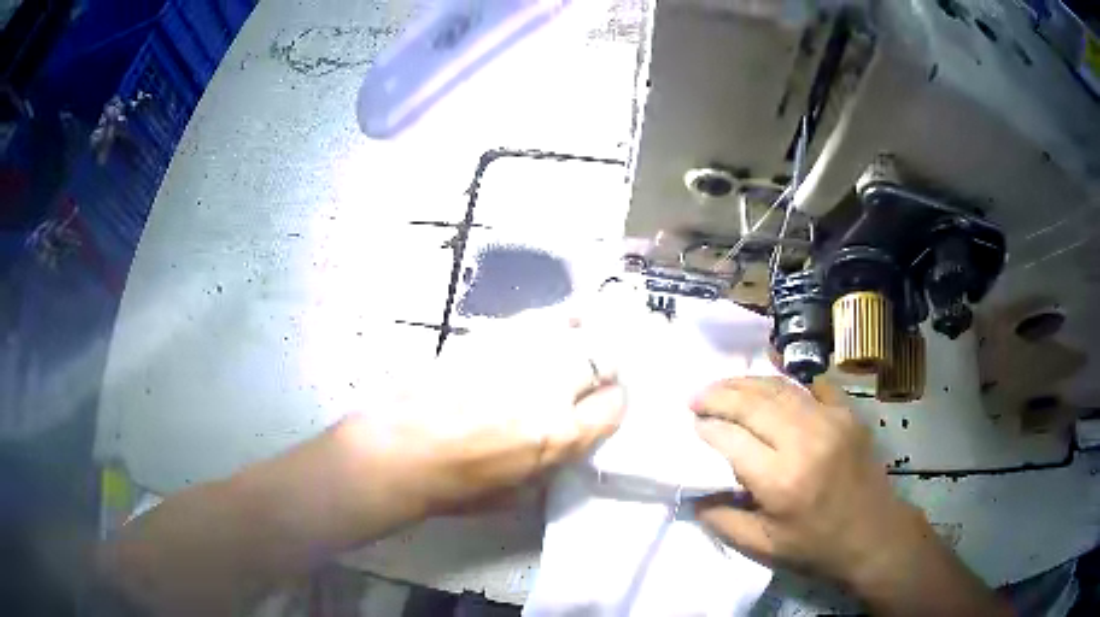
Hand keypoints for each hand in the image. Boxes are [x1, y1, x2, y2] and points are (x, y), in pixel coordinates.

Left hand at [339, 313, 625, 516]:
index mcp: (558, 436)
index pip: (614, 406)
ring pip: (577, 331)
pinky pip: (540, 317)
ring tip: (581, 346)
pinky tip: (558, 325)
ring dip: (586, 340)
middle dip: (605, 368)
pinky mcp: (491, 334)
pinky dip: (557, 319)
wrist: (398, 449)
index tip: (603, 405)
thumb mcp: (519, 494)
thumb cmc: (454, 484)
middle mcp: (549, 388)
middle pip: (603, 360)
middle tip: (594, 375)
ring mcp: (519, 354)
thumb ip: (555, 463)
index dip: (613, 404)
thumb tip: (571, 438)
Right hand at [689, 377, 924, 587]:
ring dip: (746, 383)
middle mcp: (805, 441)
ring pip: (779, 388)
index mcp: (781, 480)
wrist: (874, 534)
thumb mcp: (762, 547)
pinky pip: (812, 386)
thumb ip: (722, 520)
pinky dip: (787, 380)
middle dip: (718, 396)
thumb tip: (693, 493)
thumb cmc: (816, 546)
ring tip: (723, 387)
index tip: (691, 424)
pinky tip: (771, 378)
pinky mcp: (847, 414)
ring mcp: (831, 421)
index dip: (706, 428)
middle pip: (753, 403)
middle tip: (696, 397)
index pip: (732, 439)